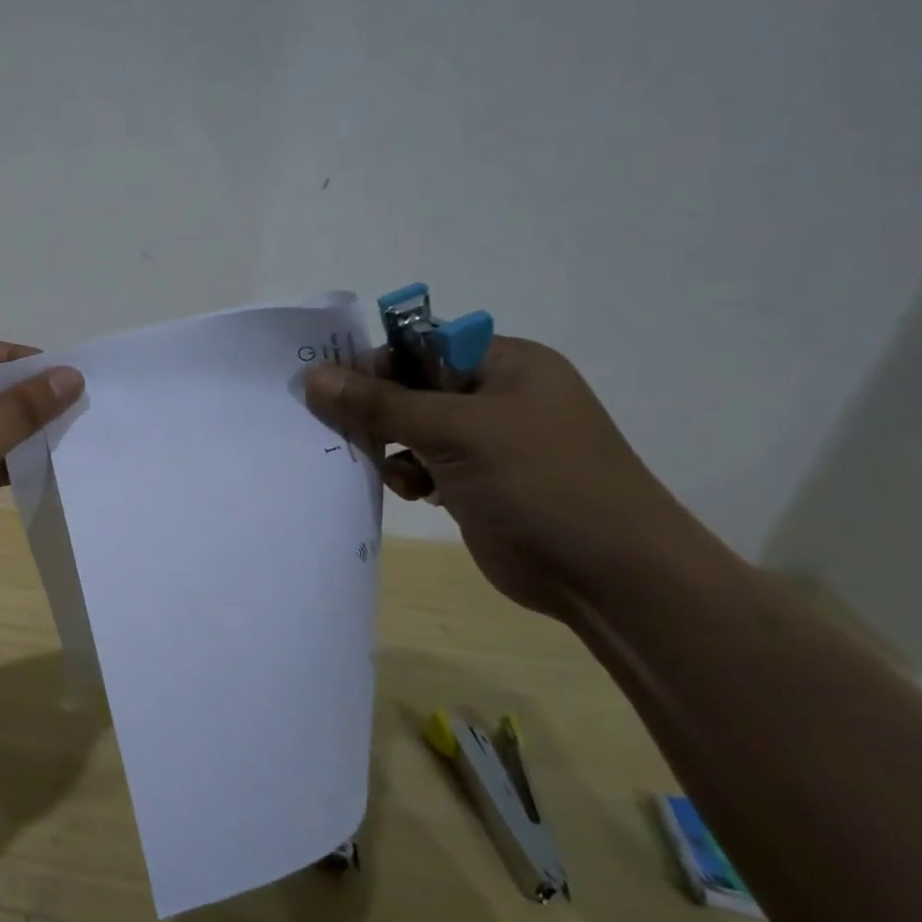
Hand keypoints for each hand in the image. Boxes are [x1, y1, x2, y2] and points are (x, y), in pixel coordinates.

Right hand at [303, 338, 710, 618]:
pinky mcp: (475, 484)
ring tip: (381, 464)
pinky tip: (409, 491)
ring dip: (388, 445)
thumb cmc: (541, 482)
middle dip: (375, 409)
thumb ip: (381, 404)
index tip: (328, 386)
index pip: (422, 344)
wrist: (609, 577)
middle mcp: (496, 397)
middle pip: (412, 387)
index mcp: (507, 365)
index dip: (375, 360)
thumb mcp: (457, 432)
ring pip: (411, 429)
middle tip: (335, 426)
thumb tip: (313, 375)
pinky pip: (421, 465)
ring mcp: (486, 444)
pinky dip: (405, 474)